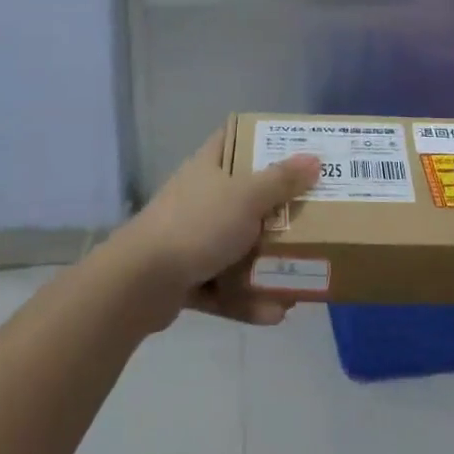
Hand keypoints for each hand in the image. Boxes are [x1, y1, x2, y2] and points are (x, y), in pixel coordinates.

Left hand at [120, 131, 319, 325]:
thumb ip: (281, 180)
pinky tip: (275, 314)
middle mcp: (200, 198)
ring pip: (237, 246)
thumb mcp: (246, 197)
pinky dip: (248, 299)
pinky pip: (225, 286)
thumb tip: (313, 159)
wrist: (139, 283)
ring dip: (267, 265)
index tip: (294, 147)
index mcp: (208, 167)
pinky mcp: (186, 277)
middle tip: (310, 217)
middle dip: (277, 211)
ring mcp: (190, 238)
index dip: (261, 139)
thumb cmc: (197, 225)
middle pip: (244, 197)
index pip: (233, 138)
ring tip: (301, 279)